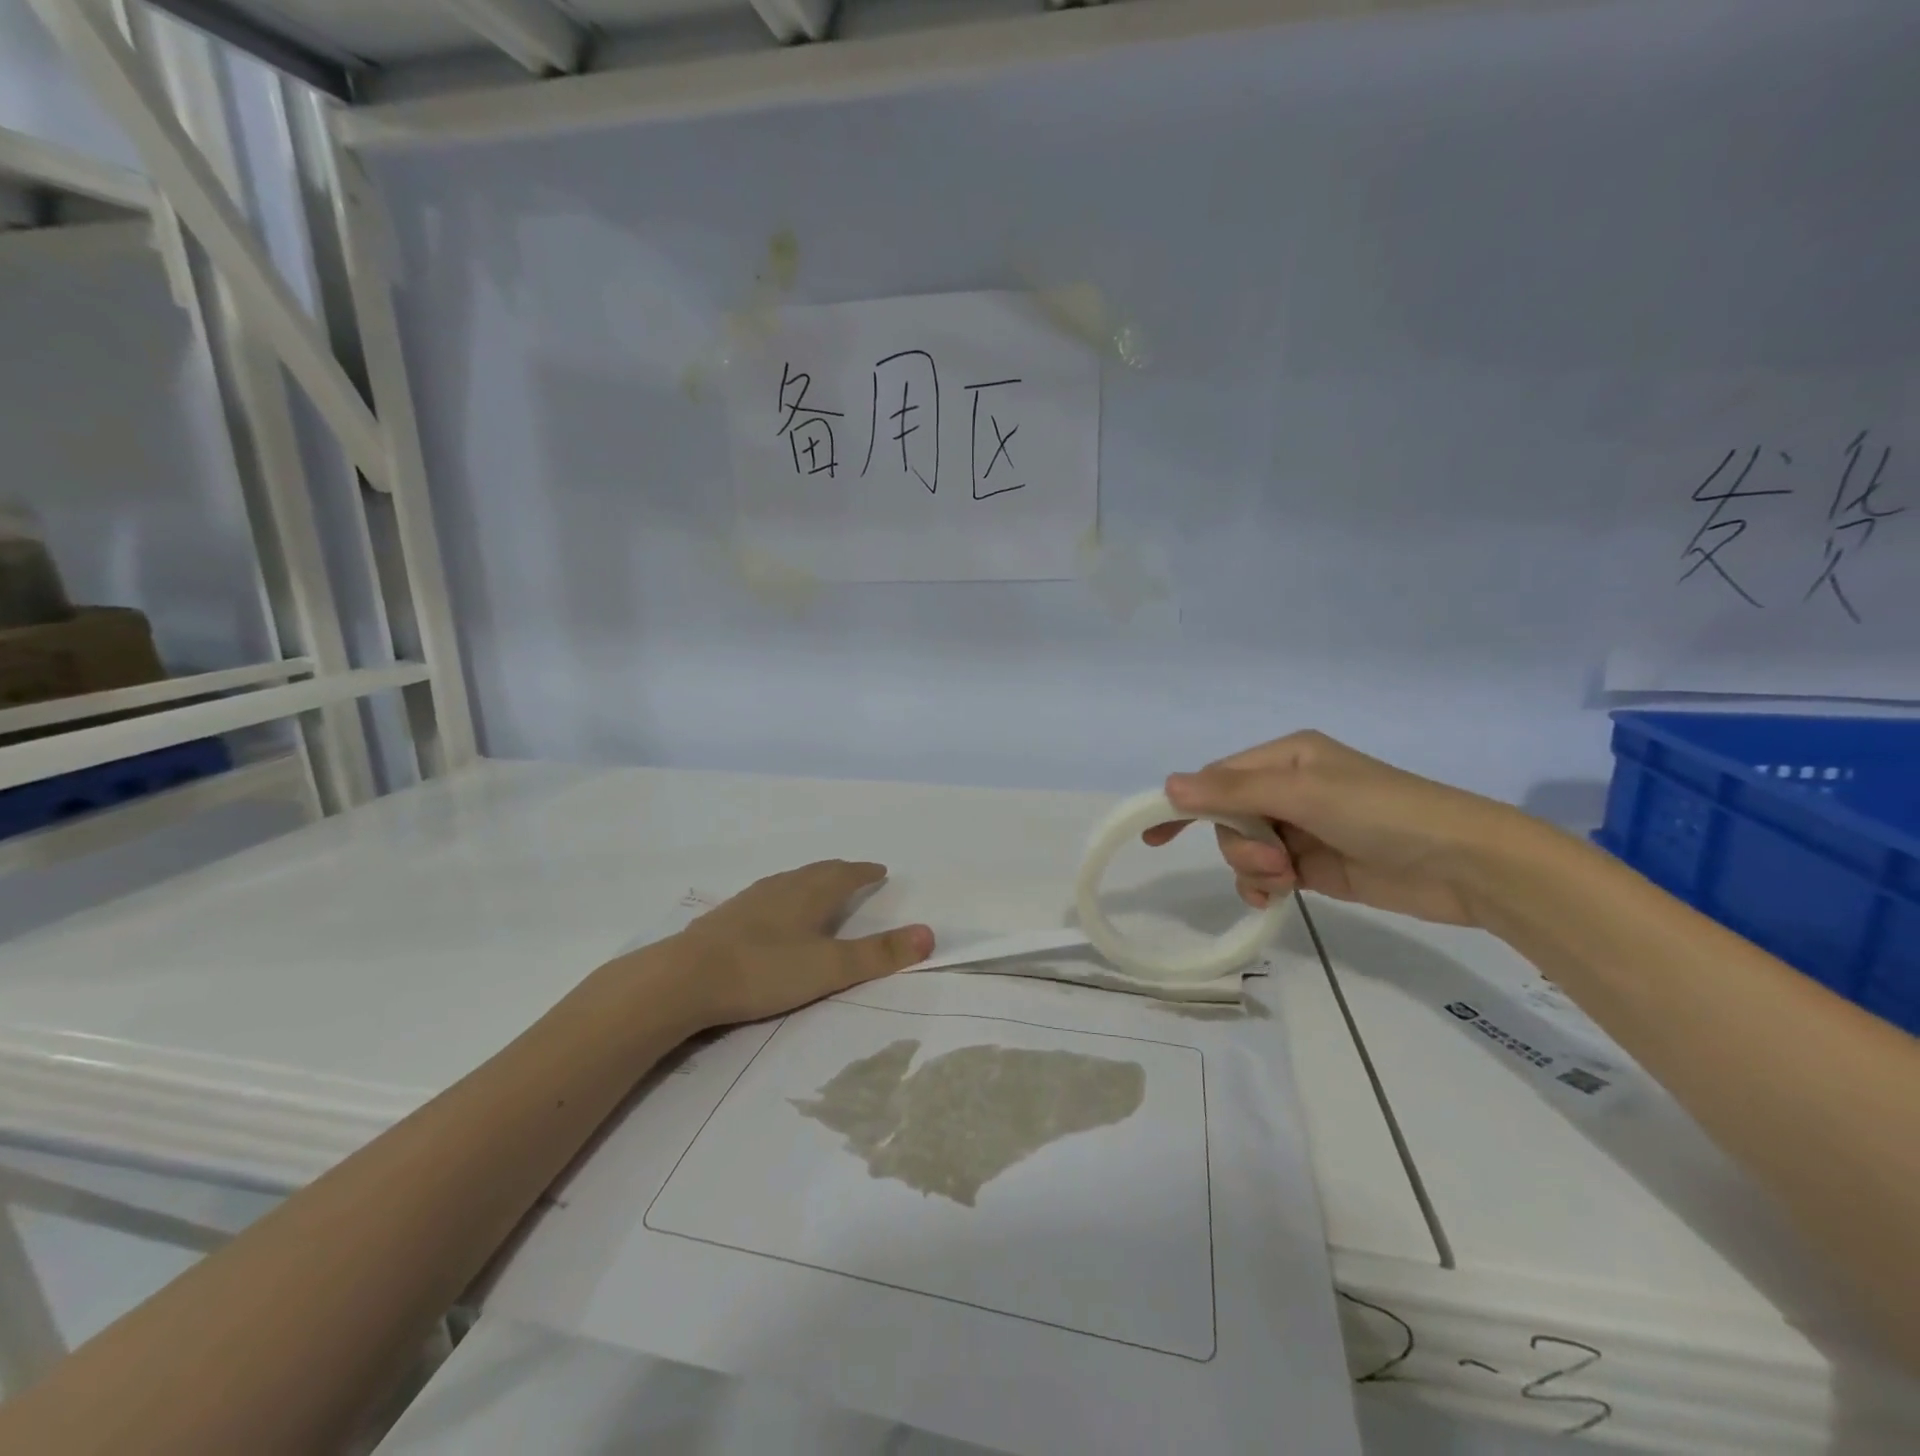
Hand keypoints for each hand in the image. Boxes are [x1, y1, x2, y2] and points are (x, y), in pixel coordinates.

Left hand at [668, 861, 933, 1027]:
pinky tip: (772, 913)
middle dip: (840, 872)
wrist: (684, 979)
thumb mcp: (830, 968)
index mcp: (810, 893)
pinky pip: (766, 896)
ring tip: (818, 888)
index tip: (879, 869)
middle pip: (817, 872)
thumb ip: (879, 954)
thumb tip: (930, 933)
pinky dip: (783, 896)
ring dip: (810, 881)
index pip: (845, 875)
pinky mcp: (725, 918)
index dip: (865, 872)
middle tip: (855, 873)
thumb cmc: (765, 970)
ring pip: (789, 882)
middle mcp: (781, 888)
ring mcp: (750, 901)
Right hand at [1142, 731, 1523, 927]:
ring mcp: (1303, 828)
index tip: (1154, 836)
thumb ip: (1233, 791)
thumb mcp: (1303, 793)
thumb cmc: (1382, 813)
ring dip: (1254, 868)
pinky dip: (1264, 887)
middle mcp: (1290, 788)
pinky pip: (1268, 874)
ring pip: (1245, 849)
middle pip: (1229, 818)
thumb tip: (1168, 785)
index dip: (1186, 804)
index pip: (1217, 779)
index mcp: (1287, 758)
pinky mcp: (1316, 865)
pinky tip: (1275, 898)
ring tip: (1287, 879)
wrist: (1464, 864)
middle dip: (1240, 844)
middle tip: (1275, 861)